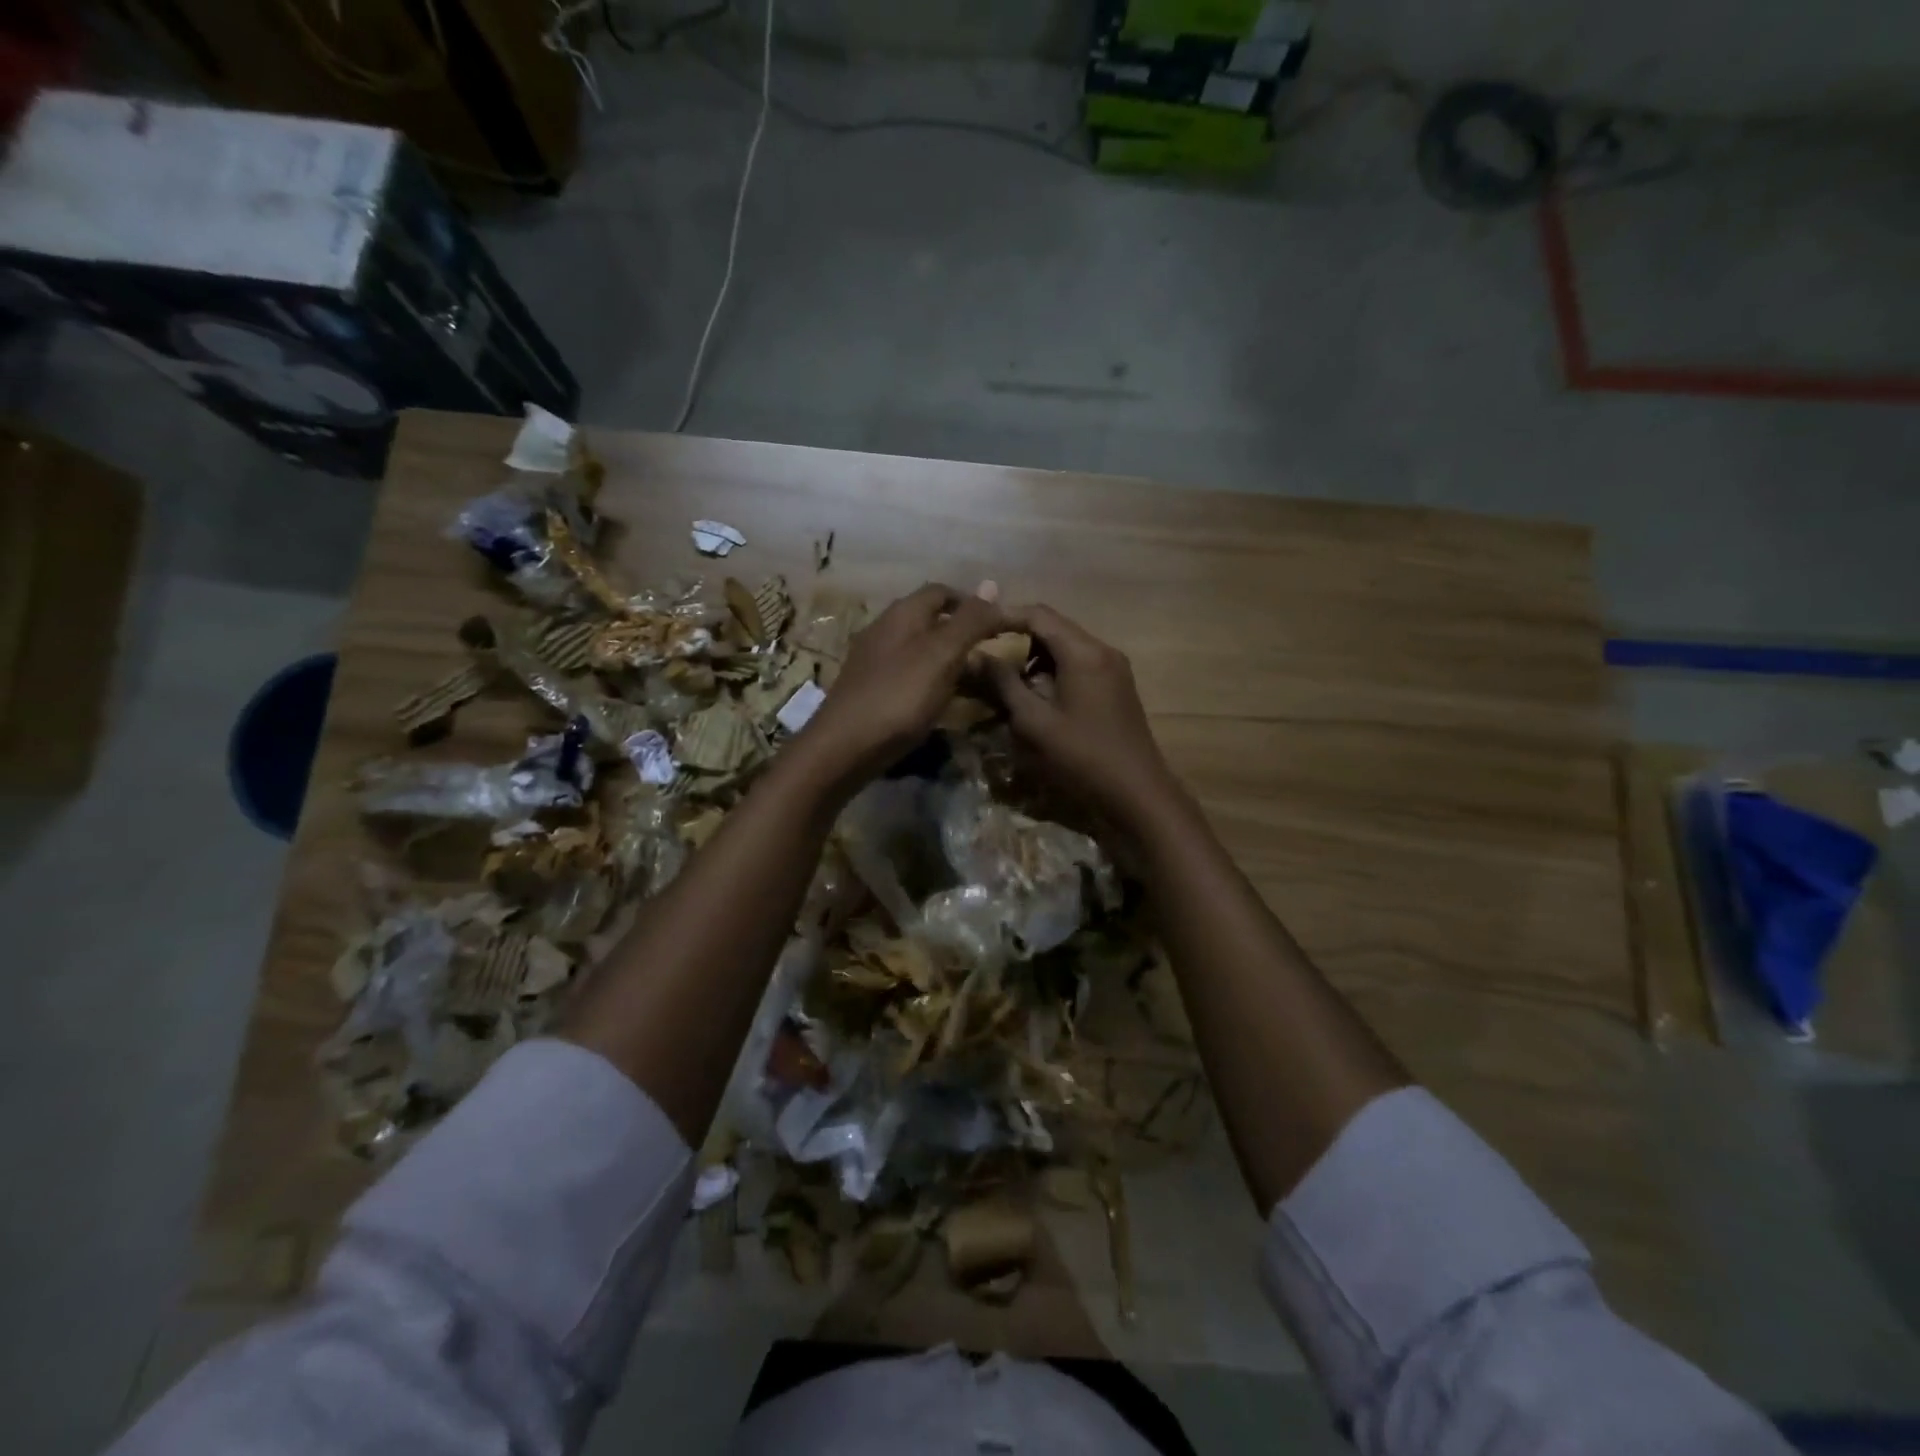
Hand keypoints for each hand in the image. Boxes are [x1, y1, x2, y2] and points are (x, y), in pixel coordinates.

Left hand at [793, 583, 1008, 790]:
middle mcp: (885, 629)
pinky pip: (910, 674)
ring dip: (950, 658)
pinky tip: (943, 700)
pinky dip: (933, 680)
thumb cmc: (899, 696)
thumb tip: (992, 582)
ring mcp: (875, 660)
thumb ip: (969, 621)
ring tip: (977, 680)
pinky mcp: (871, 689)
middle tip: (993, 652)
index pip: (943, 591)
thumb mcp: (942, 655)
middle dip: (963, 631)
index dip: (974, 602)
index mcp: (903, 613)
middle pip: (931, 619)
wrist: (844, 746)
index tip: (1002, 622)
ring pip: (921, 649)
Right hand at [983, 604, 1182, 831]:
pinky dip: (1056, 671)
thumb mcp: (1034, 722)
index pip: (1038, 614)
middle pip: (1054, 627)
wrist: (1137, 792)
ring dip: (1037, 658)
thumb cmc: (1081, 756)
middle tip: (990, 660)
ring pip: (1067, 647)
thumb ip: (1004, 684)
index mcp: (1083, 652)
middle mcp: (1103, 650)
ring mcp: (1115, 668)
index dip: (1004, 617)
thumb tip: (977, 656)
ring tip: (1011, 684)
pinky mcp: (1118, 687)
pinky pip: (1081, 664)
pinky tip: (1041, 698)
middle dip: (1019, 639)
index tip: (977, 631)